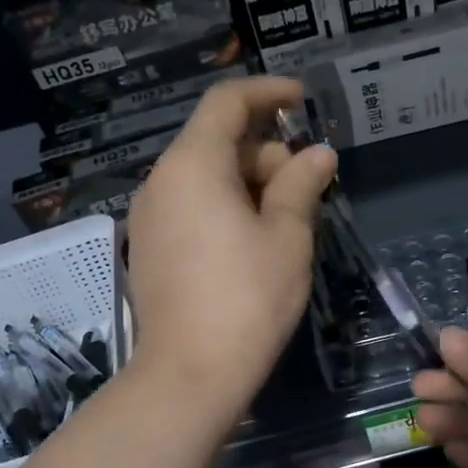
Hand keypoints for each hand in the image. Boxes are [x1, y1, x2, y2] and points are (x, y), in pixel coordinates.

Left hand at [126, 77, 335, 417]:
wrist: (189, 375)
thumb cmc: (247, 299)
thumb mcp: (286, 237)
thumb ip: (301, 185)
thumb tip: (318, 155)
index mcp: (193, 165)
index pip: (227, 103)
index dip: (268, 93)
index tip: (302, 100)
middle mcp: (161, 182)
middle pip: (216, 142)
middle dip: (266, 151)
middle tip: (309, 184)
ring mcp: (149, 218)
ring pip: (204, 179)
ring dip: (248, 183)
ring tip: (288, 218)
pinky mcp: (149, 250)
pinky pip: (190, 209)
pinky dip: (224, 208)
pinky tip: (254, 243)